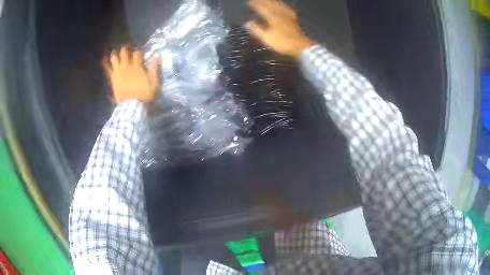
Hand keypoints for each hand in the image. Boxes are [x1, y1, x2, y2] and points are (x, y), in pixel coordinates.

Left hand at [103, 46, 159, 102]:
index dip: (137, 51)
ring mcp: (118, 72)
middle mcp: (126, 66)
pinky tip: (103, 60)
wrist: (132, 106)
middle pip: (124, 53)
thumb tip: (157, 54)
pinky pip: (108, 70)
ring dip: (115, 54)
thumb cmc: (144, 94)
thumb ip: (154, 67)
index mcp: (137, 66)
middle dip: (125, 49)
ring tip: (114, 52)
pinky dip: (105, 64)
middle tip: (125, 47)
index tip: (138, 52)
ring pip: (114, 59)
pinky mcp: (113, 79)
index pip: (137, 54)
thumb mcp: (153, 81)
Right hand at [246, 0, 312, 58]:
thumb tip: (247, 23)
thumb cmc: (283, 43)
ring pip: (279, 5)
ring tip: (268, 0)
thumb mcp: (267, 38)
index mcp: (272, 17)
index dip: (256, 4)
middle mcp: (280, 13)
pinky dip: (283, 6)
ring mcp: (288, 15)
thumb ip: (256, 30)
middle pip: (271, 4)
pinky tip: (283, 6)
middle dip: (263, 1)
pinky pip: (287, 9)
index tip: (249, 2)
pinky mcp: (294, 19)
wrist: (301, 46)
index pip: (262, 8)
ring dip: (273, 1)